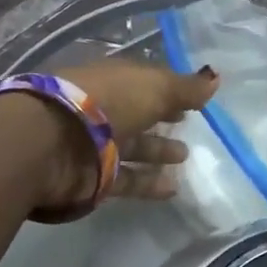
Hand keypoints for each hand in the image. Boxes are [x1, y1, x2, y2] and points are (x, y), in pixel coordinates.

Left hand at [45, 58, 219, 206]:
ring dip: (157, 151)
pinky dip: (148, 184)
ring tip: (185, 156)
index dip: (169, 89)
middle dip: (163, 118)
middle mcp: (102, 109)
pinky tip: (173, 188)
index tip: (194, 100)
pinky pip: (127, 180)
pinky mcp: (93, 177)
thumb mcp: (154, 88)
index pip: (145, 82)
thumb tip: (215, 78)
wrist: (50, 144)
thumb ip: (185, 88)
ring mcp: (96, 144)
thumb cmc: (105, 103)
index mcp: (113, 80)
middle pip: (138, 113)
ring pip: (132, 146)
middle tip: (189, 126)